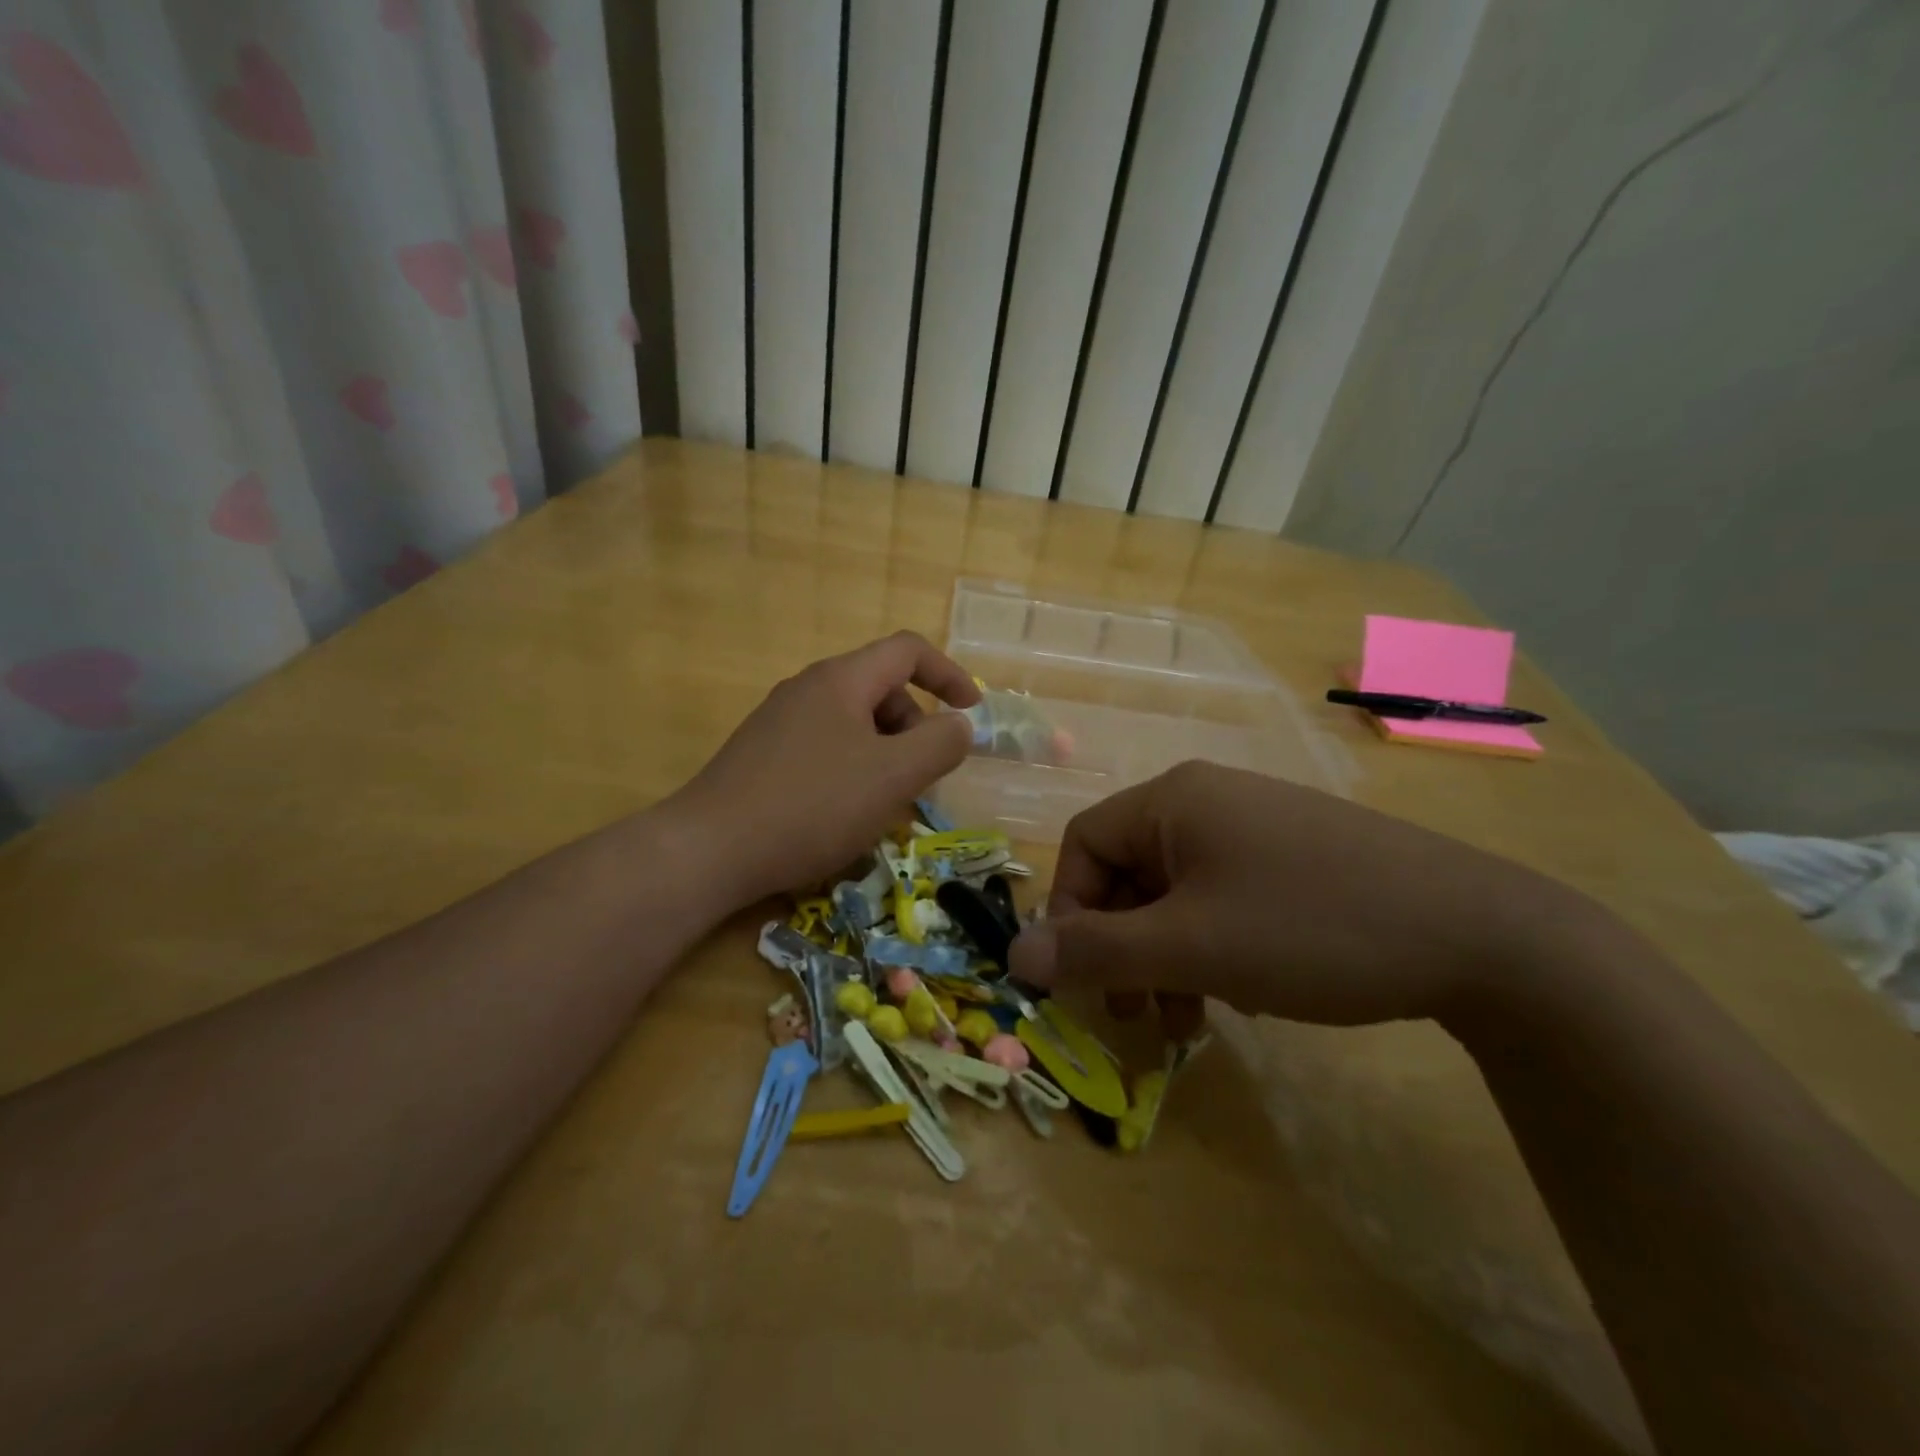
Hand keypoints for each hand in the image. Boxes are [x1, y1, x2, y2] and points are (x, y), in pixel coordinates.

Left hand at [671, 632, 979, 905]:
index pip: (908, 651)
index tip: (972, 712)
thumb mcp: (893, 776)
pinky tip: (844, 813)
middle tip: (923, 776)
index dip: (949, 674)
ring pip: (853, 723)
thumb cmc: (813, 805)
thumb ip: (940, 744)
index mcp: (841, 680)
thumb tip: (959, 726)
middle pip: (881, 688)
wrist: (710, 849)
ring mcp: (780, 722)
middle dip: (915, 726)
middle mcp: (808, 689)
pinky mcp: (762, 755)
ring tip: (886, 802)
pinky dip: (853, 768)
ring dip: (886, 752)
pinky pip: (825, 747)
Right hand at [1008, 761, 1588, 1028]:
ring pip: (1176, 891)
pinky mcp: (1294, 856)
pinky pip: (1223, 896)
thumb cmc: (1310, 929)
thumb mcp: (1191, 947)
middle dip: (1122, 945)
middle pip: (1129, 870)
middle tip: (1137, 1012)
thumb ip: (1096, 951)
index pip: (1084, 843)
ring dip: (1167, 956)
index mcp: (1173, 800)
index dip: (1070, 910)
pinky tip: (1243, 992)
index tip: (1085, 977)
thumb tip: (1015, 954)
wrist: (1482, 937)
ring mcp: (1256, 825)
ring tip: (1190, 1018)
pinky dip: (1212, 945)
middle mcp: (1208, 800)